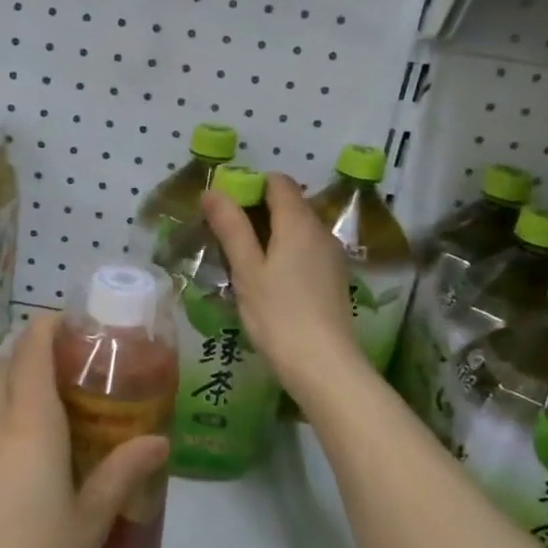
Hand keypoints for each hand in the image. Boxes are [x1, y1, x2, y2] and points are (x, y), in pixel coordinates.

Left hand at [0, 313, 168, 547]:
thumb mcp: (91, 522)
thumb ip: (122, 473)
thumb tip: (158, 441)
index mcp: (31, 425)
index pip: (32, 350)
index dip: (49, 326)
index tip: (75, 321)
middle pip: (7, 366)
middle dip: (35, 349)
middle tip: (75, 360)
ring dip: (18, 383)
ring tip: (58, 403)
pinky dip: (5, 419)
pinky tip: (27, 456)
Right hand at [200, 173, 364, 392]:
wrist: (324, 365)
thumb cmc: (278, 315)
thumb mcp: (247, 270)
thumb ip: (231, 227)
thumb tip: (213, 191)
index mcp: (299, 222)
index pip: (277, 182)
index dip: (250, 186)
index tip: (224, 208)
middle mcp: (320, 230)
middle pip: (289, 203)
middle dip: (257, 211)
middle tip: (226, 237)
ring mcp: (331, 254)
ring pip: (298, 228)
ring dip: (270, 234)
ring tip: (242, 261)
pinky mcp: (334, 277)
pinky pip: (307, 249)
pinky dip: (286, 252)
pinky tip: (268, 281)